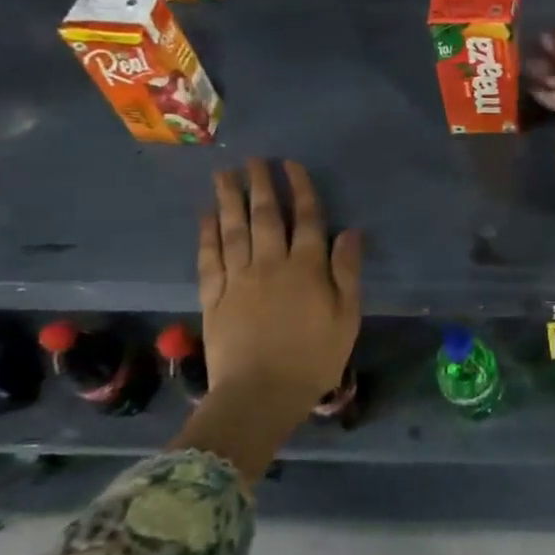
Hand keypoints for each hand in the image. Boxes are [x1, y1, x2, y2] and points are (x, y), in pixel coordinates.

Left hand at [176, 160, 362, 484]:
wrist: (260, 395)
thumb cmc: (313, 358)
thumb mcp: (346, 317)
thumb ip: (347, 271)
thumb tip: (350, 231)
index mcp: (307, 268)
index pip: (306, 219)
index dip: (300, 189)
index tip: (291, 164)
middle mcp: (271, 264)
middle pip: (265, 216)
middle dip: (261, 185)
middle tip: (253, 159)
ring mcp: (238, 279)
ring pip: (233, 230)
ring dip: (229, 199)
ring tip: (224, 174)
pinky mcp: (214, 298)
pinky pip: (209, 259)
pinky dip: (206, 235)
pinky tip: (205, 217)